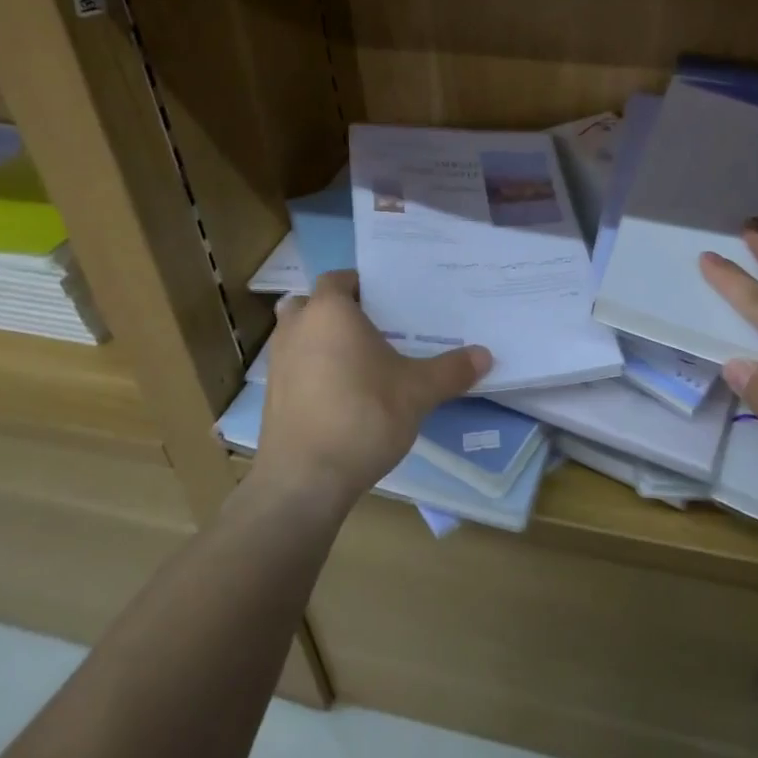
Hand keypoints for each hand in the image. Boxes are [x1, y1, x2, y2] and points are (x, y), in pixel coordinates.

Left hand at [257, 270, 490, 515]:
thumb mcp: (418, 392)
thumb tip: (486, 354)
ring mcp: (278, 362)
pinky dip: (313, 371)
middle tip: (374, 329)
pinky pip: (295, 367)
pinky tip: (342, 395)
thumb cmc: (363, 416)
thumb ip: (451, 370)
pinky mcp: (271, 395)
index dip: (362, 285)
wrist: (305, 479)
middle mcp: (296, 327)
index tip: (389, 300)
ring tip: (360, 362)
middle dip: (338, 312)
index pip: (339, 278)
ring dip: (322, 341)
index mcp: (329, 311)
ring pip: (300, 336)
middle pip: (314, 304)